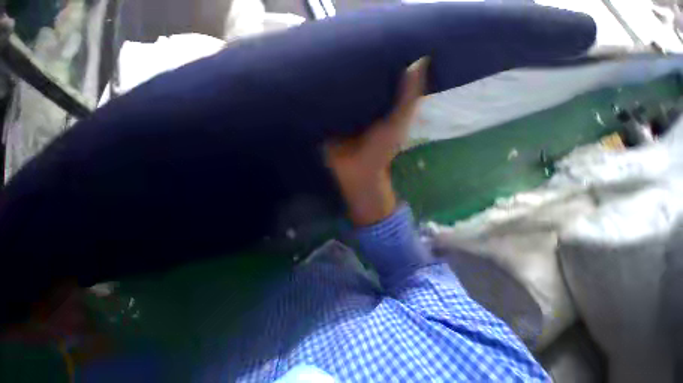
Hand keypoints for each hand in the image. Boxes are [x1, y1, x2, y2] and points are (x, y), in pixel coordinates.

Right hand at [326, 58, 427, 225]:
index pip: (379, 79)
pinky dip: (324, 99)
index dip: (378, 63)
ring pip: (341, 96)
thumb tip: (419, 62)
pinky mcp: (330, 126)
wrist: (359, 174)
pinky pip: (326, 109)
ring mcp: (344, 118)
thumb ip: (407, 99)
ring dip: (337, 83)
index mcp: (379, 108)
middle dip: (354, 71)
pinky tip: (316, 82)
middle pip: (358, 85)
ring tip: (329, 60)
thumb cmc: (380, 151)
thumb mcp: (398, 123)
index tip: (373, 45)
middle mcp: (362, 110)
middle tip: (348, 50)